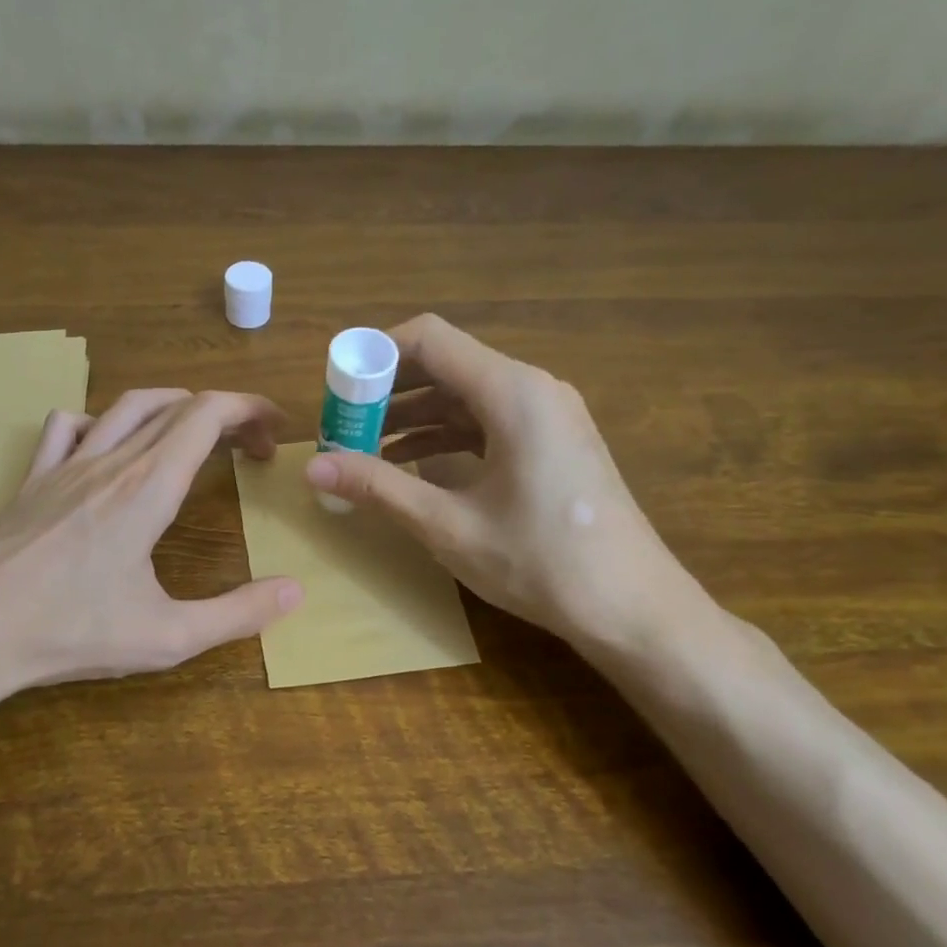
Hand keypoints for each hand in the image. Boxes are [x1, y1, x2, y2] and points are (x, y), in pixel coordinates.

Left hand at [0, 390, 303, 724]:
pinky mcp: (31, 481)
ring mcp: (63, 466)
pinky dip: (101, 422)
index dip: (249, 410)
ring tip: (192, 435)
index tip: (275, 431)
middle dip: (222, 414)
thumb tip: (294, 590)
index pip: (207, 415)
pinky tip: (105, 449)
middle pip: (175, 405)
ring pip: (124, 406)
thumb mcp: (167, 636)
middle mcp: (109, 461)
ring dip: (170, 408)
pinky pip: (67, 427)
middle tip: (248, 449)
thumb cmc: (69, 632)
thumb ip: (238, 614)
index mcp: (148, 487)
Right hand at [304, 314, 702, 656]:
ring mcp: (549, 415)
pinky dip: (446, 435)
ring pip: (466, 395)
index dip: (375, 355)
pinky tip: (412, 465)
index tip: (337, 391)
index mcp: (512, 392)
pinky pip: (488, 421)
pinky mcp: (554, 443)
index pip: (430, 339)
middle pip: (447, 363)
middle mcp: (533, 388)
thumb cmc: (541, 562)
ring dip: (414, 415)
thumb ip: (378, 487)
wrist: (633, 608)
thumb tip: (312, 468)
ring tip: (364, 449)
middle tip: (342, 426)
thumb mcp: (448, 525)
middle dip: (388, 390)